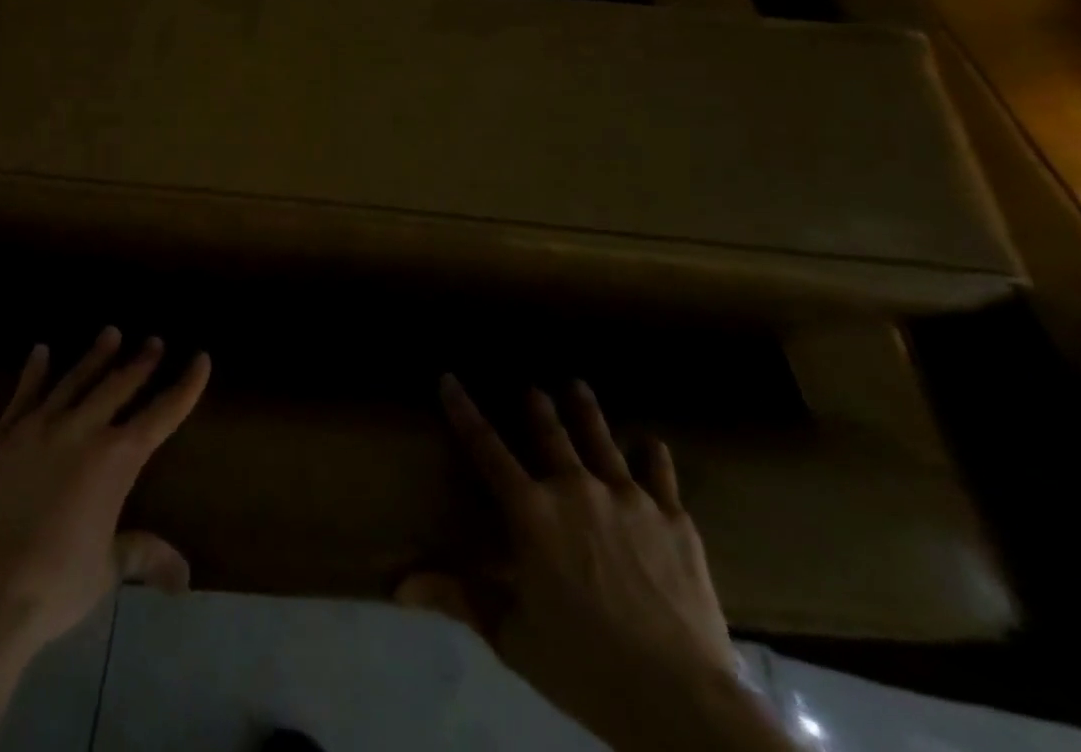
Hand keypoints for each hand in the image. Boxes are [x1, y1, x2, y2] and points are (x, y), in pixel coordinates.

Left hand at [0, 326, 210, 656]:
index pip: (161, 415)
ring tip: (111, 333)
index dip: (185, 387)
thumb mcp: (106, 569)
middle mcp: (82, 430)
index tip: (201, 358)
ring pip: (75, 380)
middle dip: (140, 362)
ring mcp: (39, 427)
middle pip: (118, 386)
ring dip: (96, 356)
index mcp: (115, 460)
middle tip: (154, 341)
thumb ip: (142, 555)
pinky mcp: (2, 435)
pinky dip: (35, 371)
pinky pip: (24, 394)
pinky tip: (41, 351)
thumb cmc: (55, 582)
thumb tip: (183, 577)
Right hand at [402, 378, 751, 751]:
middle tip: (531, 388)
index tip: (449, 379)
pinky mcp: (673, 520)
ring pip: (601, 440)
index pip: (485, 447)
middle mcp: (574, 489)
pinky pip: (660, 474)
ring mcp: (628, 499)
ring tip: (577, 385)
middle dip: (536, 406)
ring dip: (586, 411)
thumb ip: (459, 598)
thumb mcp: (512, 636)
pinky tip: (651, 442)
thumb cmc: (585, 666)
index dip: (464, 410)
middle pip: (550, 433)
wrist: (682, 701)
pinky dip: (652, 456)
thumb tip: (398, 587)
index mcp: (530, 512)